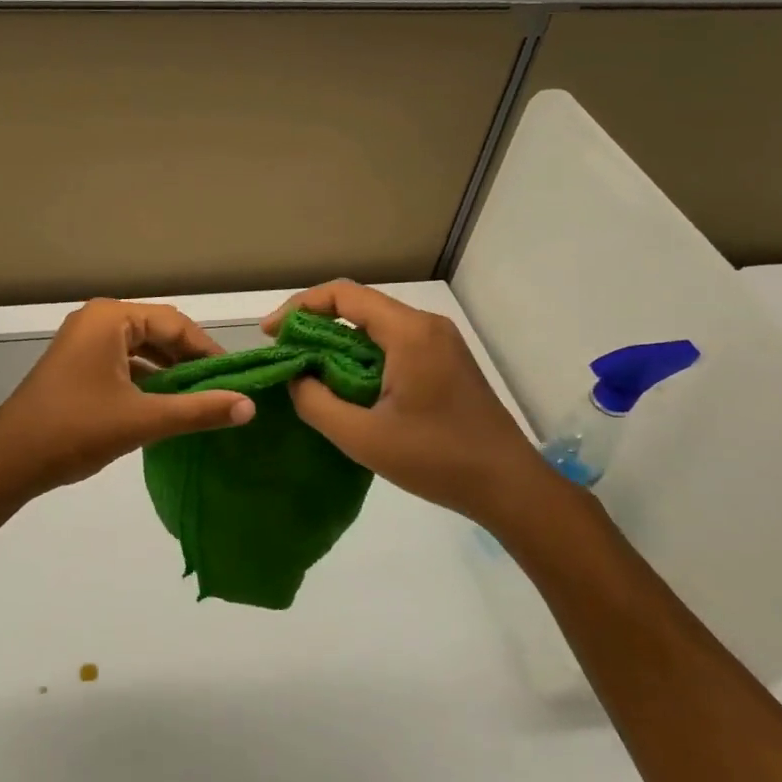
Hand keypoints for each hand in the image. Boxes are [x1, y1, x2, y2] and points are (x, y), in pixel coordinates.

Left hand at [0, 299, 255, 503]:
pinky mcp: (76, 368)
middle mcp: (96, 321)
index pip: (175, 323)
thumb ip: (198, 410)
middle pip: (158, 333)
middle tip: (223, 391)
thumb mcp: (143, 420)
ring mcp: (83, 344)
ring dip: (169, 373)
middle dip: (190, 361)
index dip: (208, 350)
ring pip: (140, 350)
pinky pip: (122, 365)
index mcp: (110, 318)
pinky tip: (166, 407)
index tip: (236, 379)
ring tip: (201, 400)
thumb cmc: (75, 430)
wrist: (8, 462)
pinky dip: (146, 382)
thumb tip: (250, 406)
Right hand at [262, 281, 568, 535]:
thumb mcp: (362, 437)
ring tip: (307, 370)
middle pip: (359, 307)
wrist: (509, 486)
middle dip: (316, 325)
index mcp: (409, 333)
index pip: (343, 296)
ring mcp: (440, 343)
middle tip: (285, 354)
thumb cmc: (436, 459)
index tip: (271, 333)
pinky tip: (345, 384)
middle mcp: (426, 326)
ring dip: (339, 343)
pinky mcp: (446, 362)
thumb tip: (296, 378)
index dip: (300, 307)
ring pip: (376, 327)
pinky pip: (393, 344)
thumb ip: (316, 403)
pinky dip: (362, 356)